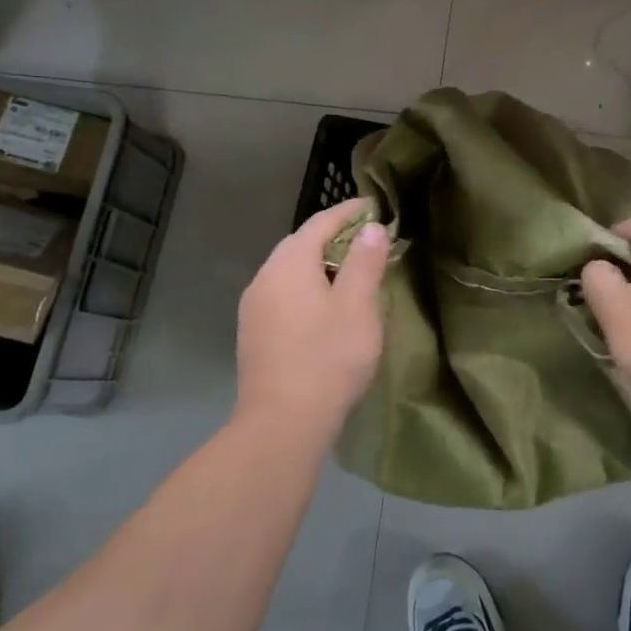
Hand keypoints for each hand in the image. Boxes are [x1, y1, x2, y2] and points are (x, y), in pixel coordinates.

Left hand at [235, 198, 390, 438]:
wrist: (282, 424)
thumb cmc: (328, 358)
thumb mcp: (358, 306)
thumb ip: (365, 261)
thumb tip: (370, 227)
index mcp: (289, 264)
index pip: (320, 222)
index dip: (349, 211)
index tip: (375, 206)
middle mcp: (264, 277)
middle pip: (301, 244)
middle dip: (334, 236)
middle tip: (368, 239)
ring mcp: (254, 307)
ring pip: (290, 270)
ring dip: (320, 263)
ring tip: (352, 271)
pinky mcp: (254, 332)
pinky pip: (283, 294)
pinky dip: (307, 286)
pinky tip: (325, 306)